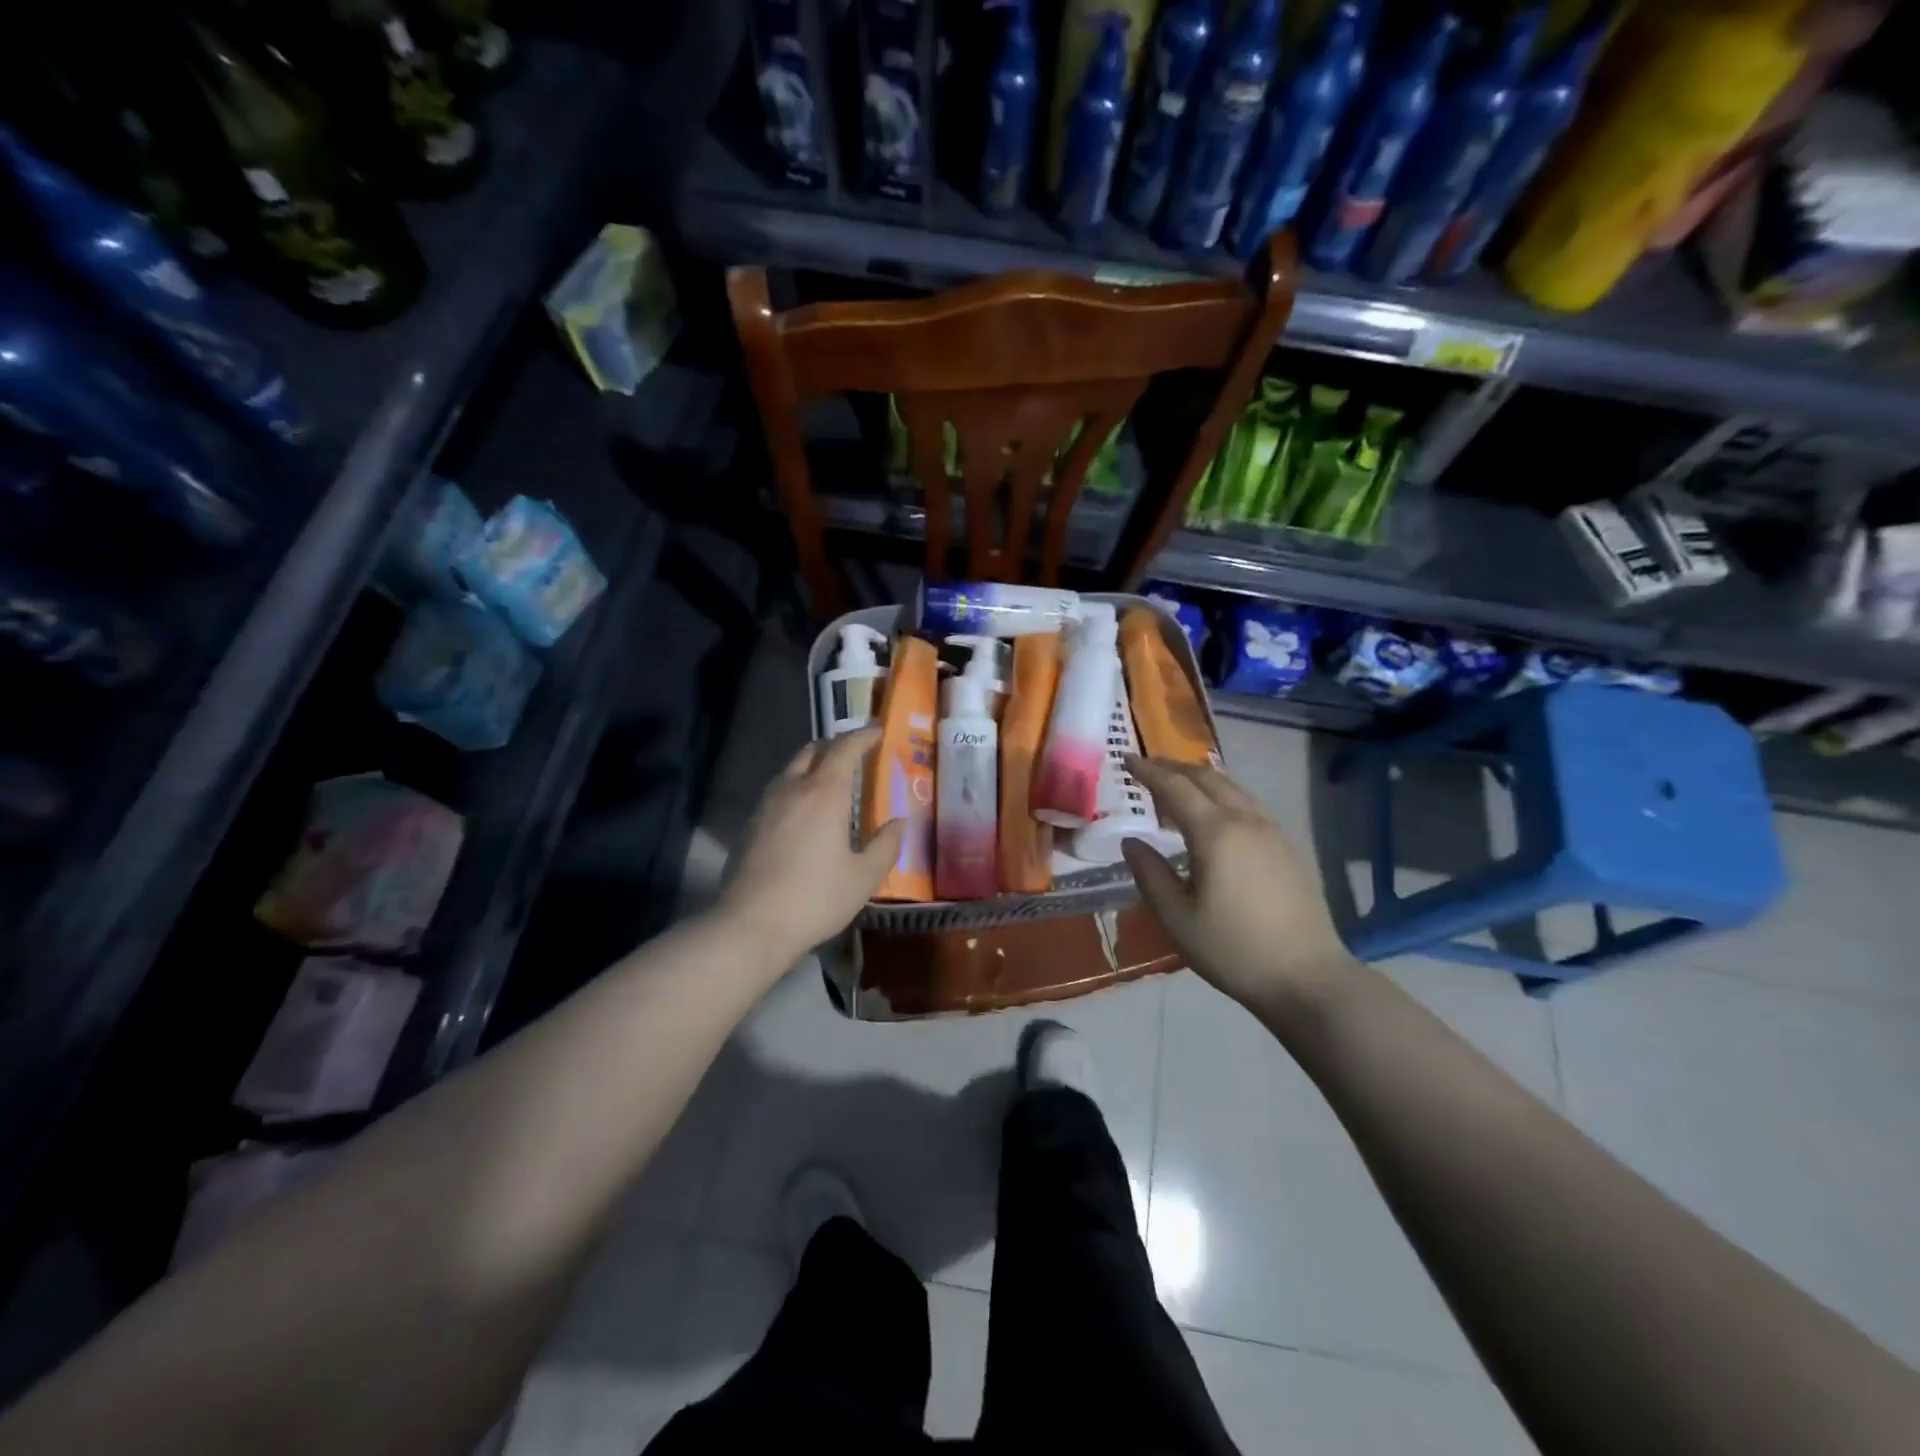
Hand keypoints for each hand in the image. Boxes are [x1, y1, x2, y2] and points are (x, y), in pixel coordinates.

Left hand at [719, 727, 904, 960]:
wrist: (750, 925)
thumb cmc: (815, 898)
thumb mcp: (863, 877)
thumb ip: (885, 846)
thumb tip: (898, 823)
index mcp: (823, 793)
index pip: (844, 749)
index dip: (863, 736)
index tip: (878, 731)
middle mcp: (792, 789)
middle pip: (812, 751)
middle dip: (834, 745)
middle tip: (854, 753)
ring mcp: (765, 806)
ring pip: (790, 770)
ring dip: (812, 765)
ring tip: (829, 780)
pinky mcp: (749, 826)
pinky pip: (777, 792)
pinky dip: (795, 788)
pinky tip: (803, 812)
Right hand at [1122, 757, 1355, 1013]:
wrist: (1307, 977)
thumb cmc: (1233, 949)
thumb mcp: (1177, 918)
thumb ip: (1150, 874)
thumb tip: (1131, 842)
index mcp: (1215, 833)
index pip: (1175, 788)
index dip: (1148, 772)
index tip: (1126, 760)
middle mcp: (1246, 820)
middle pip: (1207, 778)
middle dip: (1174, 768)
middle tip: (1148, 767)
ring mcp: (1272, 831)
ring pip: (1233, 787)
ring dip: (1201, 778)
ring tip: (1179, 785)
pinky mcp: (1288, 846)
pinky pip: (1249, 803)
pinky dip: (1224, 794)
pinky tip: (1217, 812)